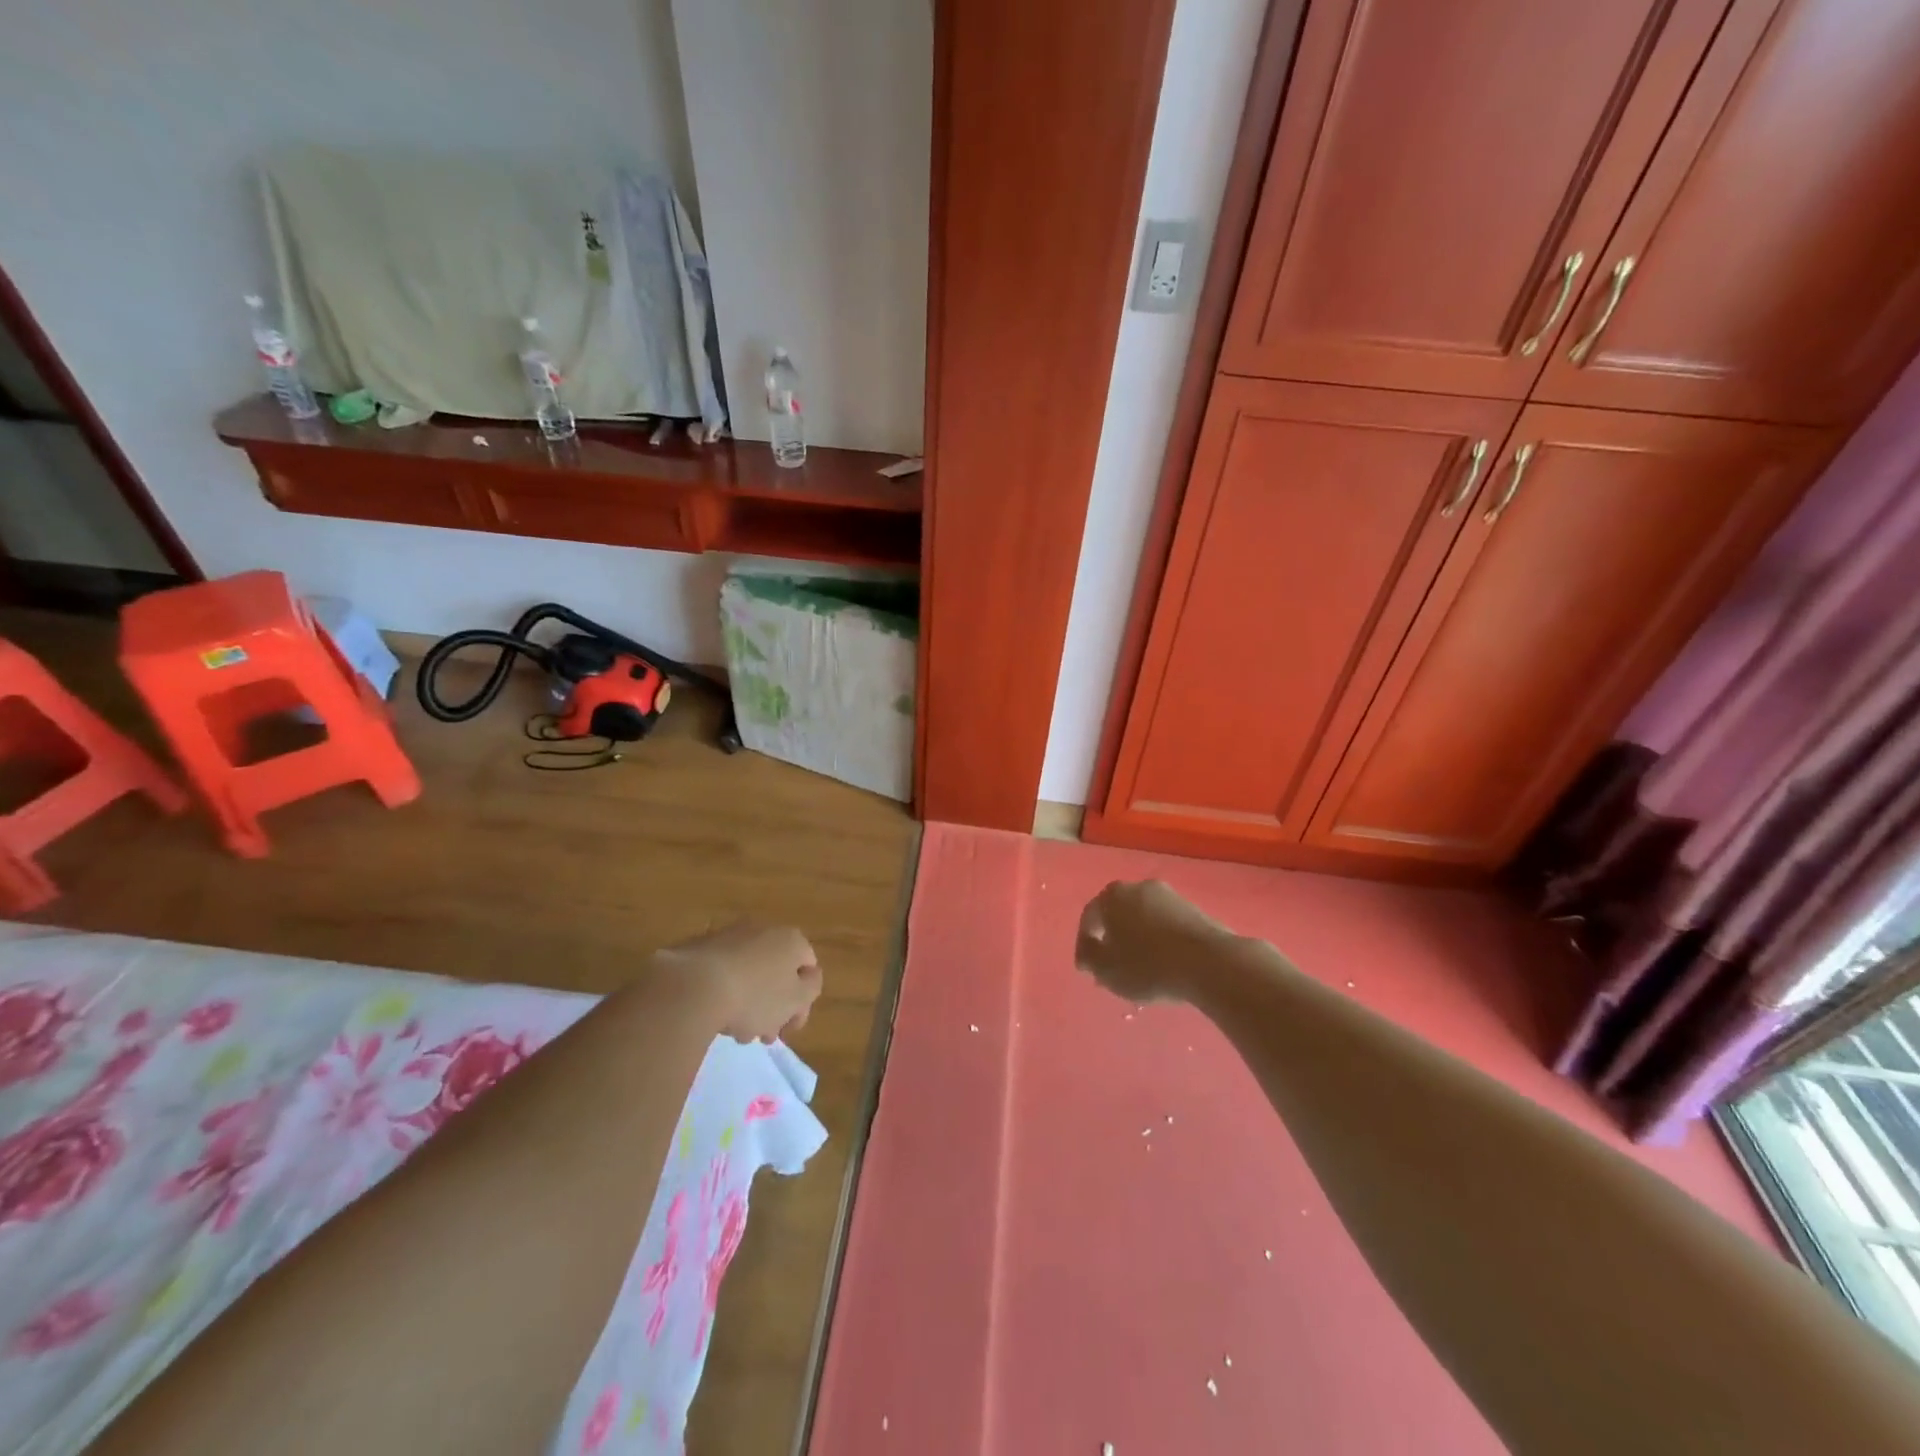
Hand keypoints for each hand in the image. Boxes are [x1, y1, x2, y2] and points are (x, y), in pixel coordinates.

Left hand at [651, 922, 822, 1043]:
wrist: (692, 987)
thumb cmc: (754, 996)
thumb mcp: (796, 999)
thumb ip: (811, 988)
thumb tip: (809, 977)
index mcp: (792, 940)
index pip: (809, 969)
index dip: (803, 1002)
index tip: (787, 1030)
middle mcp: (764, 930)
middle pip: (778, 971)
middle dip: (774, 1006)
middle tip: (763, 1035)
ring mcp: (730, 936)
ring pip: (750, 974)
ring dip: (749, 1002)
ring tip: (735, 1032)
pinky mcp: (700, 948)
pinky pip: (723, 973)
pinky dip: (724, 992)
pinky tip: (714, 1017)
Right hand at [1075, 880, 1237, 1004]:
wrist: (1209, 962)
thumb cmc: (1148, 965)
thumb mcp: (1106, 970)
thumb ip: (1090, 957)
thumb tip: (1088, 950)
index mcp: (1112, 896)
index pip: (1089, 918)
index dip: (1085, 946)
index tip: (1087, 970)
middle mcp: (1139, 887)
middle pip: (1118, 914)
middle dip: (1113, 939)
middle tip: (1112, 967)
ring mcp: (1170, 896)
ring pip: (1144, 918)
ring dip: (1138, 939)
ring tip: (1140, 968)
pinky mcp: (1195, 910)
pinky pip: (1167, 925)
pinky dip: (1161, 941)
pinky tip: (1165, 963)